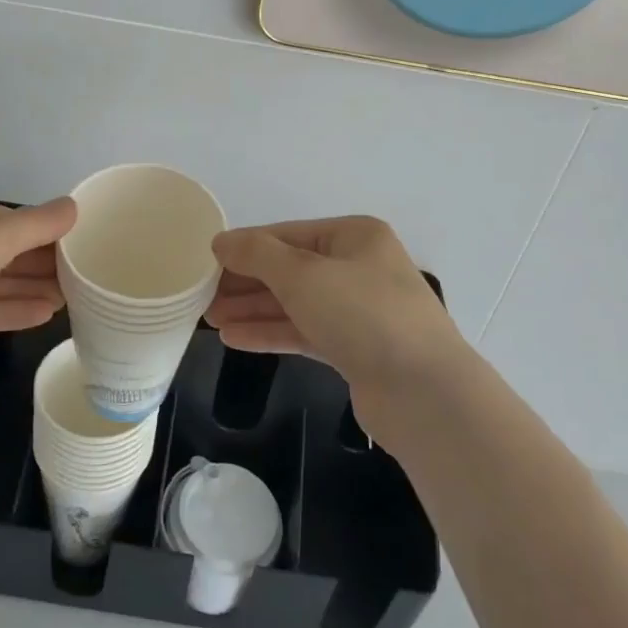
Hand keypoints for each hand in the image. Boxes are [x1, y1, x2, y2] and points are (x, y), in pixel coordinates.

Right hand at [207, 216, 468, 435]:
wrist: (424, 393)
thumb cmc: (363, 315)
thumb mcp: (304, 275)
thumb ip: (257, 255)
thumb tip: (221, 241)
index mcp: (355, 237)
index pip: (288, 234)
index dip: (246, 247)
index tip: (206, 261)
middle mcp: (359, 267)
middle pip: (290, 269)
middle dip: (246, 282)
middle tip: (203, 297)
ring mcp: (359, 311)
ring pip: (295, 304)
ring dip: (253, 310)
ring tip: (210, 319)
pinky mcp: (356, 349)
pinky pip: (305, 332)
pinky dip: (271, 333)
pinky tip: (235, 339)